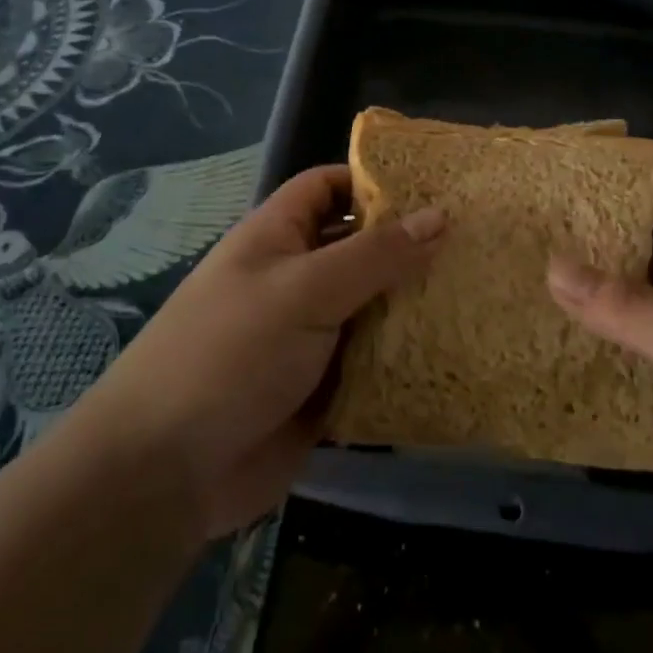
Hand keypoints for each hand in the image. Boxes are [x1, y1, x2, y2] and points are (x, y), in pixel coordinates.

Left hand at [86, 165, 444, 537]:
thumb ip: (375, 255)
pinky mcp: (325, 387)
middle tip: (480, 242)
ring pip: (374, 308)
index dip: (374, 181)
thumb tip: (440, 214)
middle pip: (361, 248)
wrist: (168, 471)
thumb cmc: (231, 352)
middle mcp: (297, 278)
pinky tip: (458, 352)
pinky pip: (374, 362)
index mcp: (278, 237)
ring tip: (484, 292)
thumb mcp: (305, 290)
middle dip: (410, 247)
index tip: (436, 187)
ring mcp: (311, 335)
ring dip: (415, 306)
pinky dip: (406, 358)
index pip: (328, 187)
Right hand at [547, 185, 652, 598]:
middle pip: (631, 263)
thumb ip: (630, 307)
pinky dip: (585, 373)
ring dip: (576, 313)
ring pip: (620, 325)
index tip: (555, 178)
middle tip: (511, 235)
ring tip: (508, 291)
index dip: (616, 186)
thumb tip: (549, 264)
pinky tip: (536, 364)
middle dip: (580, 249)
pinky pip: (619, 383)